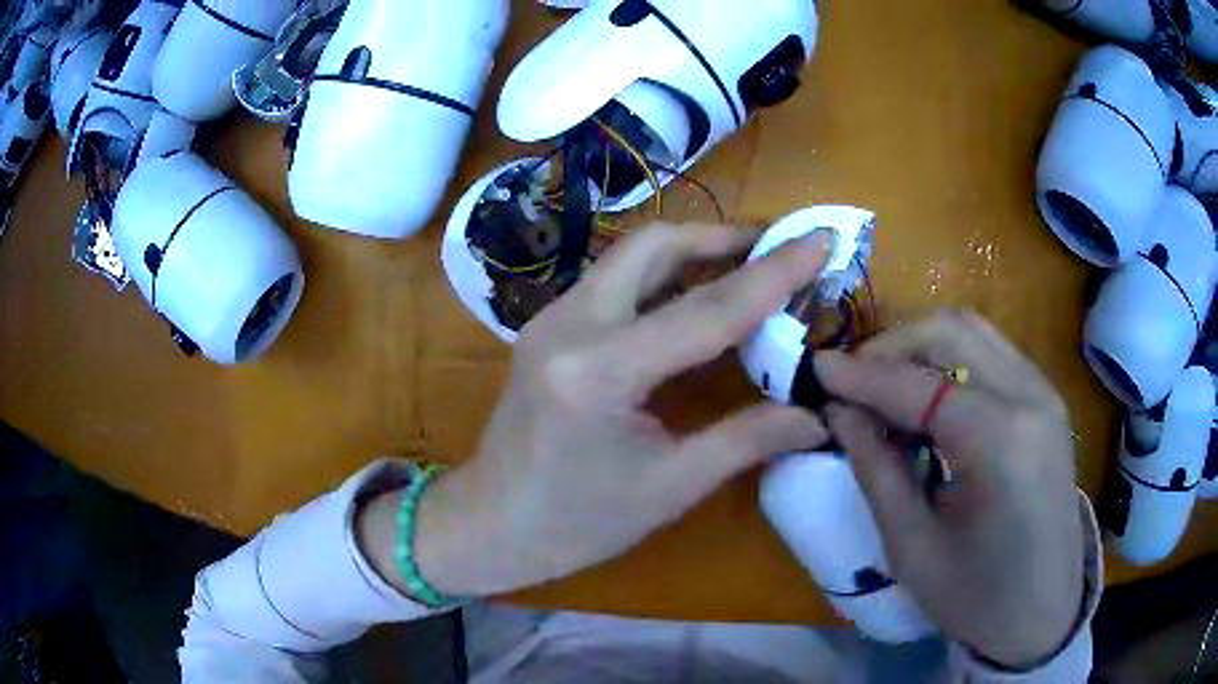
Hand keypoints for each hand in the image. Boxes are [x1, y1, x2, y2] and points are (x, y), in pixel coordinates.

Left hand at [387, 224, 832, 596]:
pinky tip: (697, 294)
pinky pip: (615, 280)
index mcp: (600, 371)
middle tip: (777, 247)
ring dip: (693, 251)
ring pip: (631, 256)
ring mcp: (551, 318)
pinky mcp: (549, 325)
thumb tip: (817, 416)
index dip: (773, 273)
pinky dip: (663, 275)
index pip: (706, 309)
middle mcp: (570, 324)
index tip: (820, 240)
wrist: (491, 523)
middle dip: (722, 238)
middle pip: (654, 246)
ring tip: (748, 263)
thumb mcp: (671, 486)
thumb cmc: (578, 522)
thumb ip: (749, 439)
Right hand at [813, 310, 1084, 668]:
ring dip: (922, 347)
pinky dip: (951, 360)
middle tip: (853, 382)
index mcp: (999, 442)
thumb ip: (877, 470)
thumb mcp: (913, 548)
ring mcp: (1044, 392)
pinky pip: (992, 353)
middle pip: (950, 332)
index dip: (861, 375)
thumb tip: (841, 412)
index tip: (816, 369)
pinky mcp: (1047, 400)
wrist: (1044, 612)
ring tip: (887, 387)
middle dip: (892, 346)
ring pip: (973, 332)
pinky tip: (931, 400)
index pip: (918, 386)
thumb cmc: (976, 597)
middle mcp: (1028, 397)